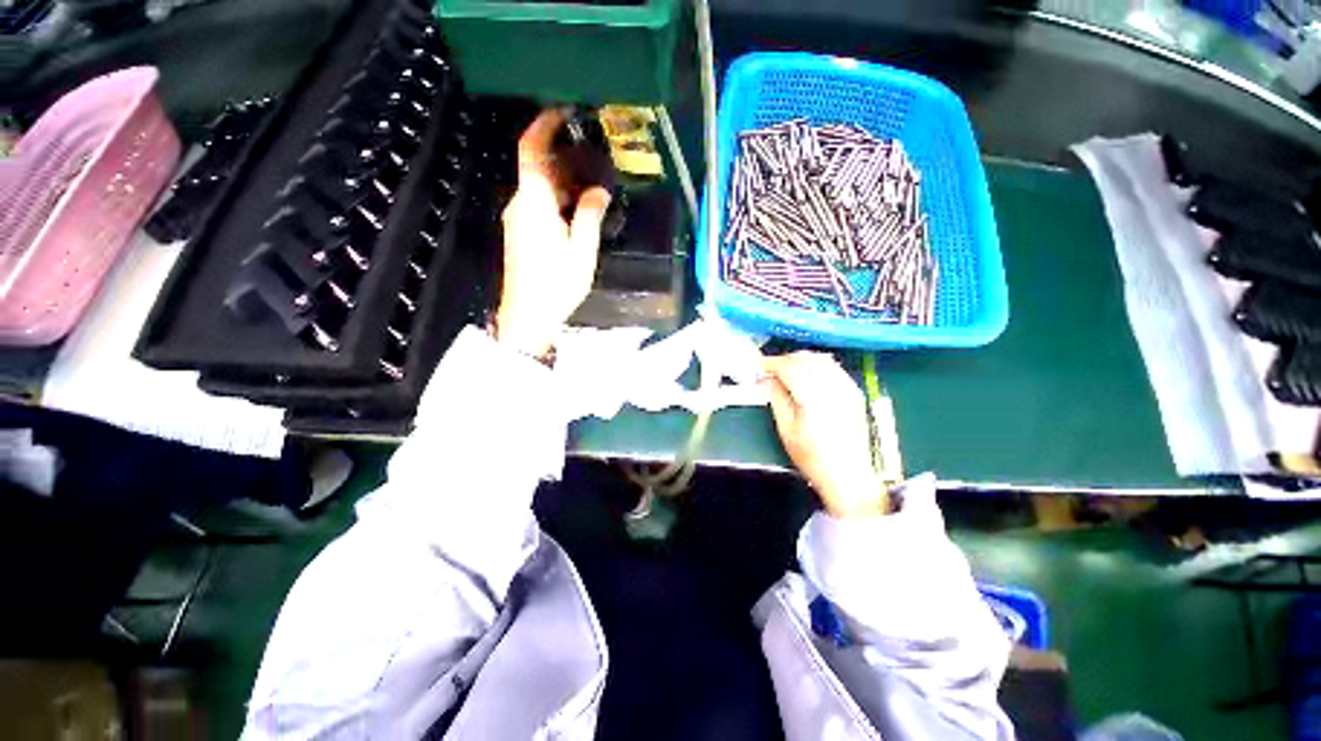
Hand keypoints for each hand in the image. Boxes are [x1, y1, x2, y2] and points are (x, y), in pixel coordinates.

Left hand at [495, 109, 611, 357]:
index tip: (564, 111)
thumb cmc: (556, 284)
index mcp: (534, 202)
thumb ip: (590, 216)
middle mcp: (520, 204)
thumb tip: (599, 191)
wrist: (528, 316)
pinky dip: (556, 197)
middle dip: (560, 154)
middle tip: (591, 150)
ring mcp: (517, 220)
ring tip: (590, 179)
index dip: (544, 125)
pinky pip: (537, 204)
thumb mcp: (581, 250)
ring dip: (561, 178)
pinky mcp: (520, 235)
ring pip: (537, 187)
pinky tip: (576, 207)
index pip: (531, 150)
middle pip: (535, 167)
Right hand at [762, 352, 887, 517]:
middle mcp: (834, 388)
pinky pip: (833, 367)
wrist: (849, 476)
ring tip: (786, 370)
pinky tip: (807, 375)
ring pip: (821, 358)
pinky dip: (816, 365)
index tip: (758, 364)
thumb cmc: (813, 458)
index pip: (789, 367)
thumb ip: (776, 398)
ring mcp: (848, 388)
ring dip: (800, 359)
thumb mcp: (786, 430)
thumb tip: (767, 379)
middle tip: (769, 369)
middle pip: (806, 358)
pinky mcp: (855, 392)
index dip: (771, 363)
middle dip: (784, 359)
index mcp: (814, 399)